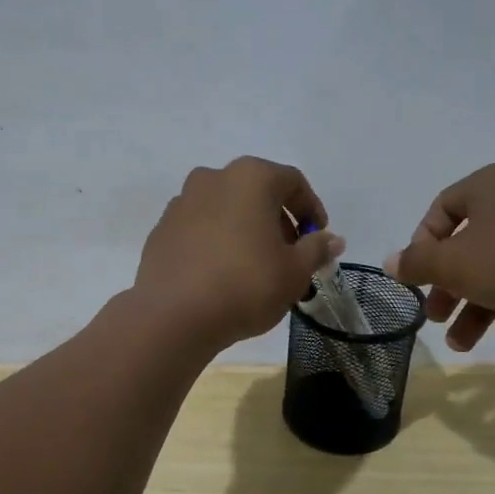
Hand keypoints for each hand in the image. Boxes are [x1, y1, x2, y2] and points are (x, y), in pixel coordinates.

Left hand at [134, 158, 344, 351]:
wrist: (173, 315)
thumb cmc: (245, 285)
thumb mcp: (294, 272)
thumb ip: (316, 249)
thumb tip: (332, 240)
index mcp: (250, 177)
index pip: (292, 182)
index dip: (311, 208)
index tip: (318, 238)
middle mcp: (213, 178)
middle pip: (257, 191)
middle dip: (278, 219)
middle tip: (289, 254)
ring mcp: (182, 201)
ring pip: (226, 208)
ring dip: (246, 228)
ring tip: (256, 266)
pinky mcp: (162, 228)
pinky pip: (200, 227)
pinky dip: (217, 240)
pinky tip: (222, 273)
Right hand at [384, 162, 494, 349]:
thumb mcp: (453, 265)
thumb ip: (417, 264)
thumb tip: (390, 262)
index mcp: (489, 185)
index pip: (441, 209)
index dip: (423, 246)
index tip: (420, 278)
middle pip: (471, 246)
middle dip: (451, 289)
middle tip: (437, 318)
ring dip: (479, 307)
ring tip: (465, 344)